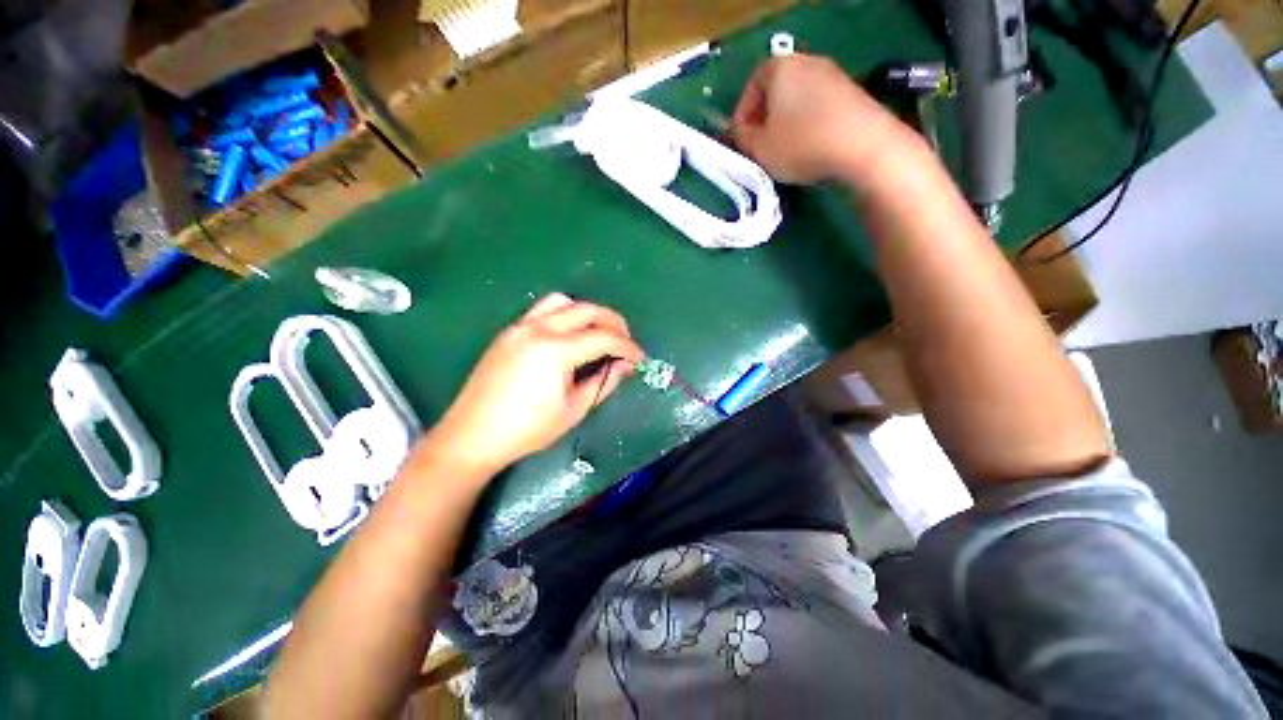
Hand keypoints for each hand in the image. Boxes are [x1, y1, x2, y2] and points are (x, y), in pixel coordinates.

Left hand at [425, 293, 644, 477]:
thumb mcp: (574, 409)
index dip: (628, 347)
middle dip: (614, 323)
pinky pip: (544, 310)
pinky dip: (565, 315)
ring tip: (599, 333)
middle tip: (626, 342)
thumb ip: (604, 382)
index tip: (640, 358)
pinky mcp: (510, 331)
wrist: (472, 435)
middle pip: (587, 310)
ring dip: (588, 313)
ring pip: (564, 302)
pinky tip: (570, 335)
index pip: (603, 338)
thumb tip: (626, 365)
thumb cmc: (527, 429)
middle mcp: (539, 328)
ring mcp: (521, 326)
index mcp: (556, 350)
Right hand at [732, 55, 912, 185]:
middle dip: (764, 120)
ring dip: (786, 124)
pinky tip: (810, 148)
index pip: (751, 87)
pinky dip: (808, 125)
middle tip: (761, 148)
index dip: (742, 117)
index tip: (741, 141)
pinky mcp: (851, 92)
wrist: (862, 145)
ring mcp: (833, 75)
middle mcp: (807, 62)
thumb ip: (742, 139)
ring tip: (785, 153)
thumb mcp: (760, 149)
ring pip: (797, 101)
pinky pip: (818, 107)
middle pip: (776, 92)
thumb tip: (739, 132)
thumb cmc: (801, 144)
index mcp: (780, 67)